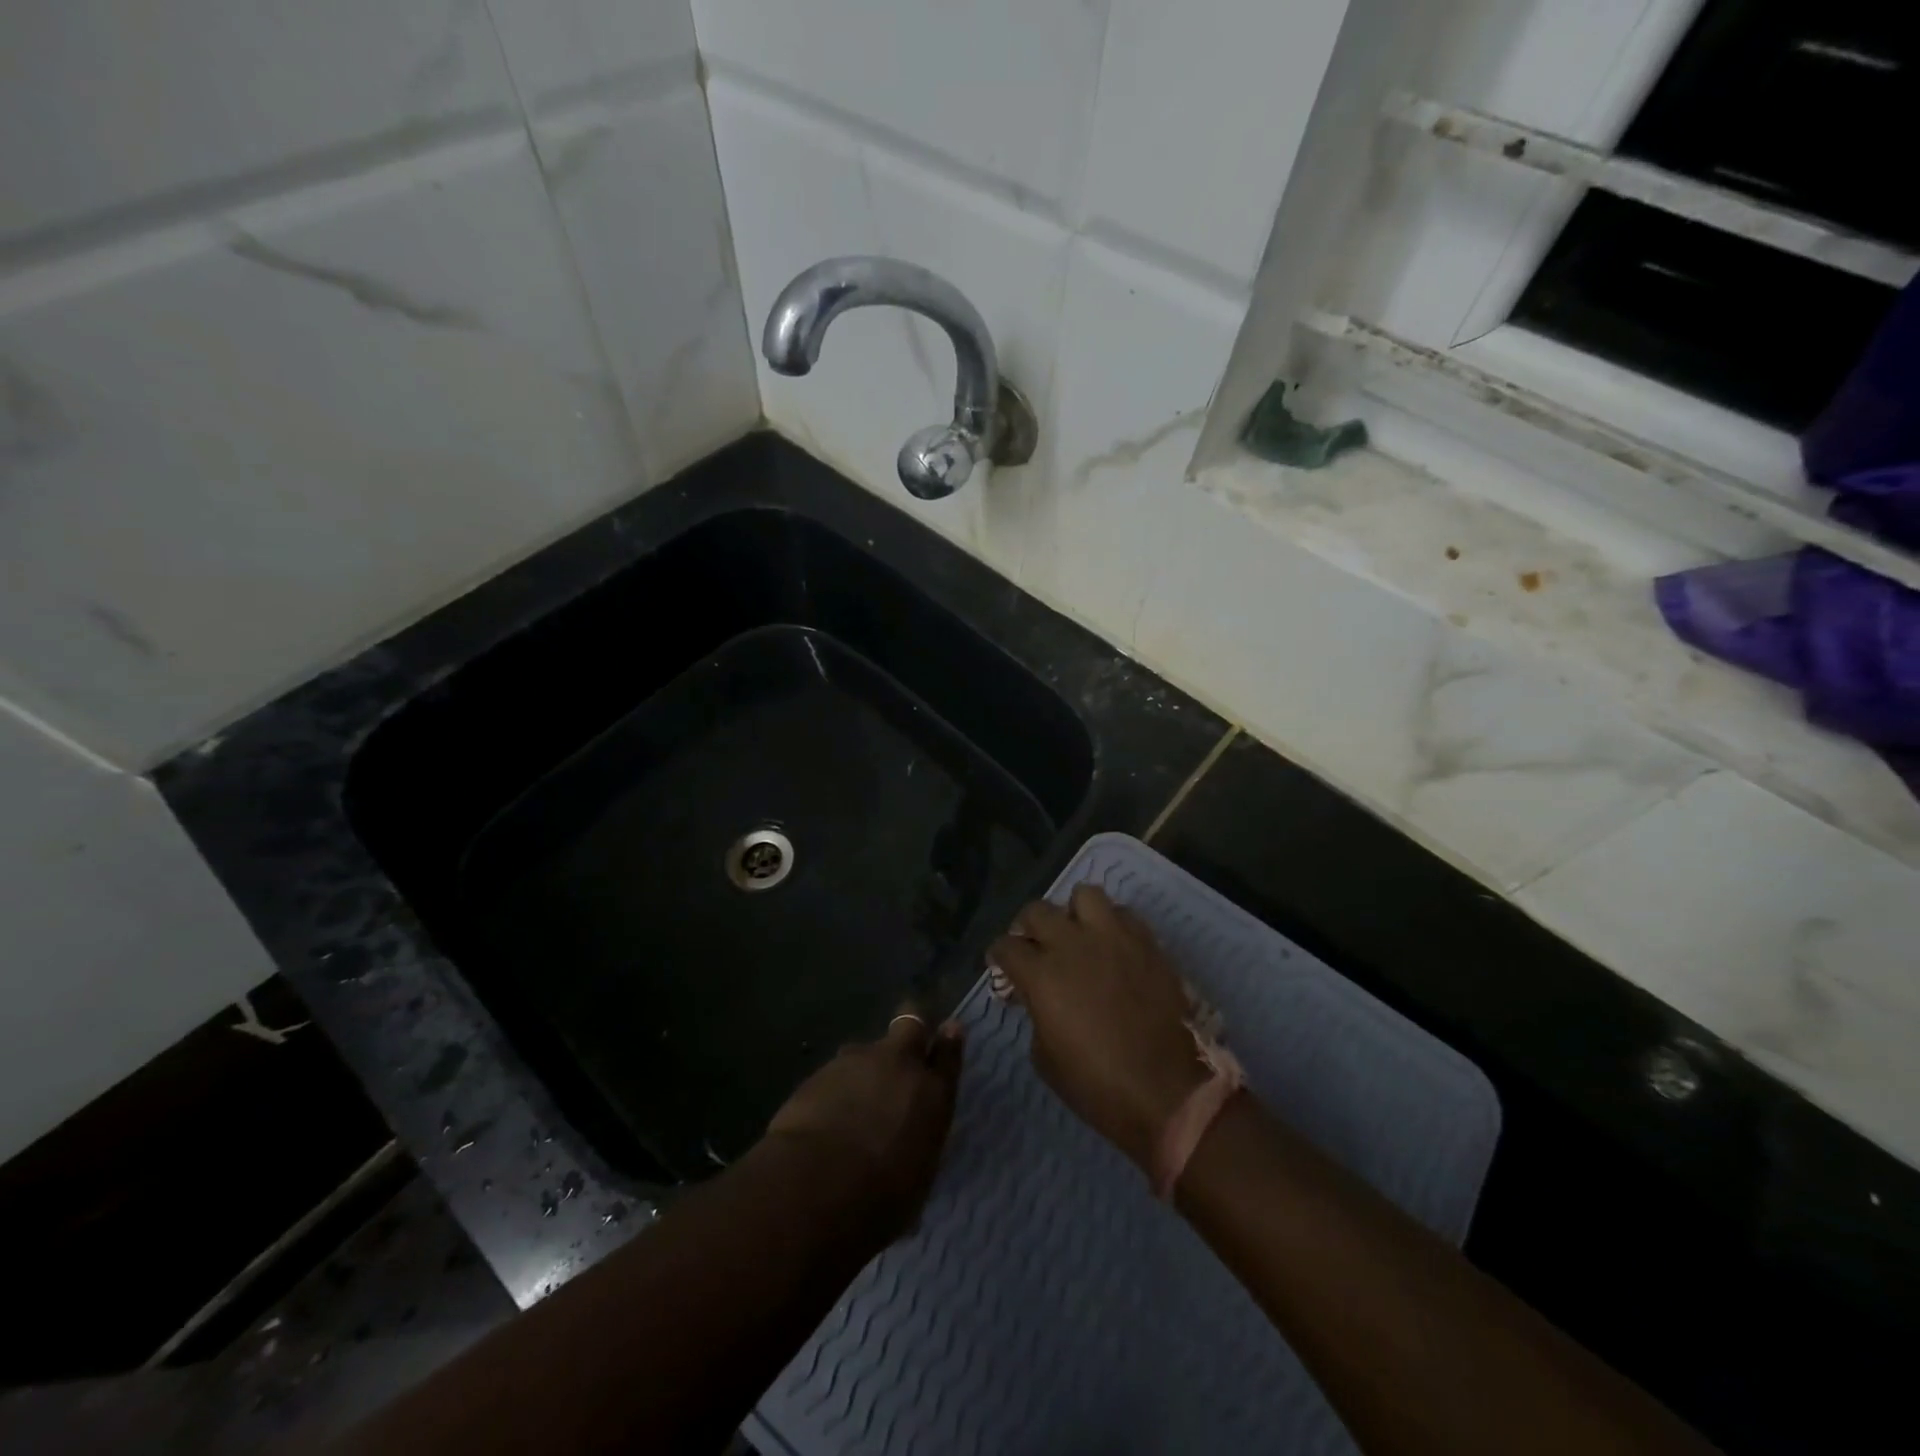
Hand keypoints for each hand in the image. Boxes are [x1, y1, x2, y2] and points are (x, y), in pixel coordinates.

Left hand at [765, 1010, 964, 1238]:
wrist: (817, 1184)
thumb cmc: (881, 1199)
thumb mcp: (915, 1181)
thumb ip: (917, 1147)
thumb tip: (909, 1150)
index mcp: (933, 1094)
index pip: (949, 1054)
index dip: (949, 1041)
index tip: (950, 1031)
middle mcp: (900, 1065)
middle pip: (911, 1024)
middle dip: (911, 1028)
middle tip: (904, 1045)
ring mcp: (858, 1062)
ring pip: (865, 1051)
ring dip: (864, 1069)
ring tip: (853, 1102)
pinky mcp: (820, 1071)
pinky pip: (834, 1074)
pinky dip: (834, 1090)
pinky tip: (824, 1117)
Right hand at [989, 885, 1208, 1172]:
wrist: (1169, 1093)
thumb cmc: (1099, 1086)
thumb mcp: (1046, 1058)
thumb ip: (1036, 1014)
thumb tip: (1038, 997)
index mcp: (1042, 975)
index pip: (1006, 947)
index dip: (999, 957)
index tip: (1003, 969)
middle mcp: (1073, 944)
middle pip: (1037, 911)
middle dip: (1027, 927)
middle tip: (1034, 947)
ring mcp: (1114, 938)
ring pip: (1084, 895)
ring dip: (1073, 913)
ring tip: (1078, 935)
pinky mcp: (1147, 942)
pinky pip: (1123, 913)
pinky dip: (1112, 923)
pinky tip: (1112, 946)